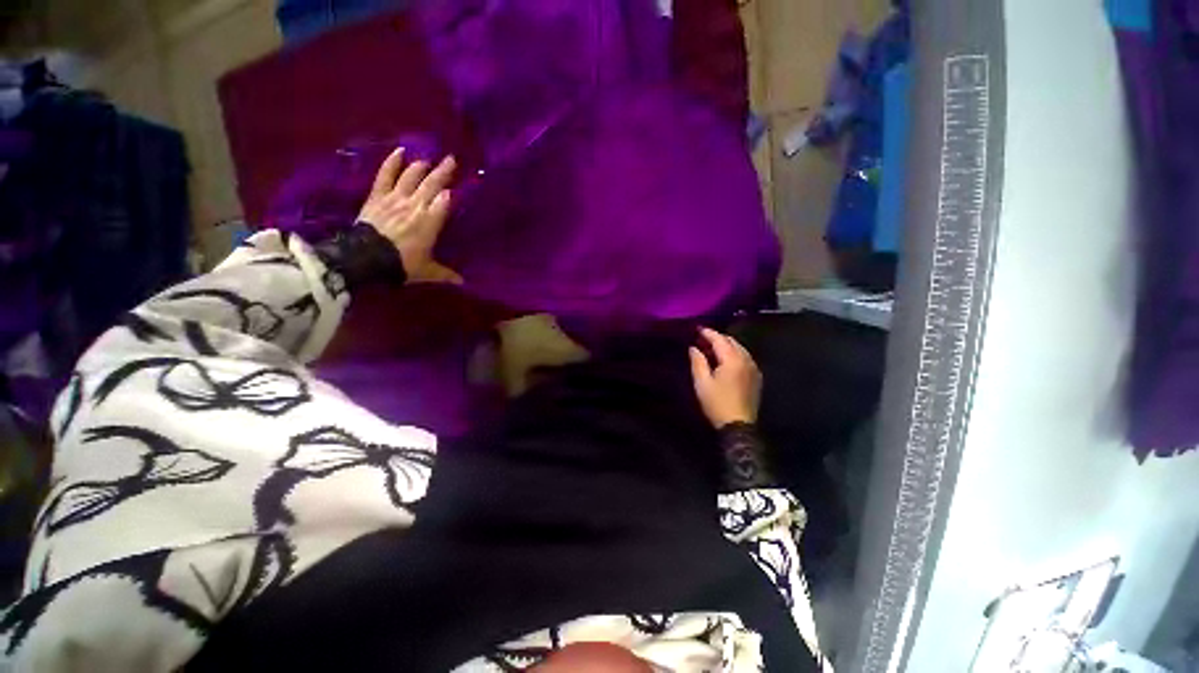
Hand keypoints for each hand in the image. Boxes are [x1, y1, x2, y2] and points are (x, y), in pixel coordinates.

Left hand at [358, 148, 462, 283]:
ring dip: (421, 166)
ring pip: (412, 176)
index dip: (450, 194)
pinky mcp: (378, 196)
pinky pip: (386, 175)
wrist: (366, 258)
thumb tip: (462, 282)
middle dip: (443, 171)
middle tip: (451, 159)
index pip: (444, 202)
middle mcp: (416, 205)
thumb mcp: (427, 271)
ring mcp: (396, 198)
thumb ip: (445, 273)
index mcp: (430, 222)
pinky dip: (392, 162)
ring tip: (429, 160)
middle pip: (432, 184)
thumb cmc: (402, 264)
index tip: (456, 188)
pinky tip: (400, 151)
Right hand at [689, 328, 761, 428]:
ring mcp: (754, 368)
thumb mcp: (702, 383)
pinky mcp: (756, 377)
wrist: (739, 426)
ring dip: (726, 346)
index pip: (719, 339)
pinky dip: (735, 354)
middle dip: (717, 338)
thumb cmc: (717, 403)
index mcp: (732, 360)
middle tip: (702, 339)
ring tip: (712, 349)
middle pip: (732, 342)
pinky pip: (745, 358)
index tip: (697, 329)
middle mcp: (746, 360)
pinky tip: (726, 361)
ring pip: (740, 349)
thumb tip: (694, 348)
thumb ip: (698, 362)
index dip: (708, 333)